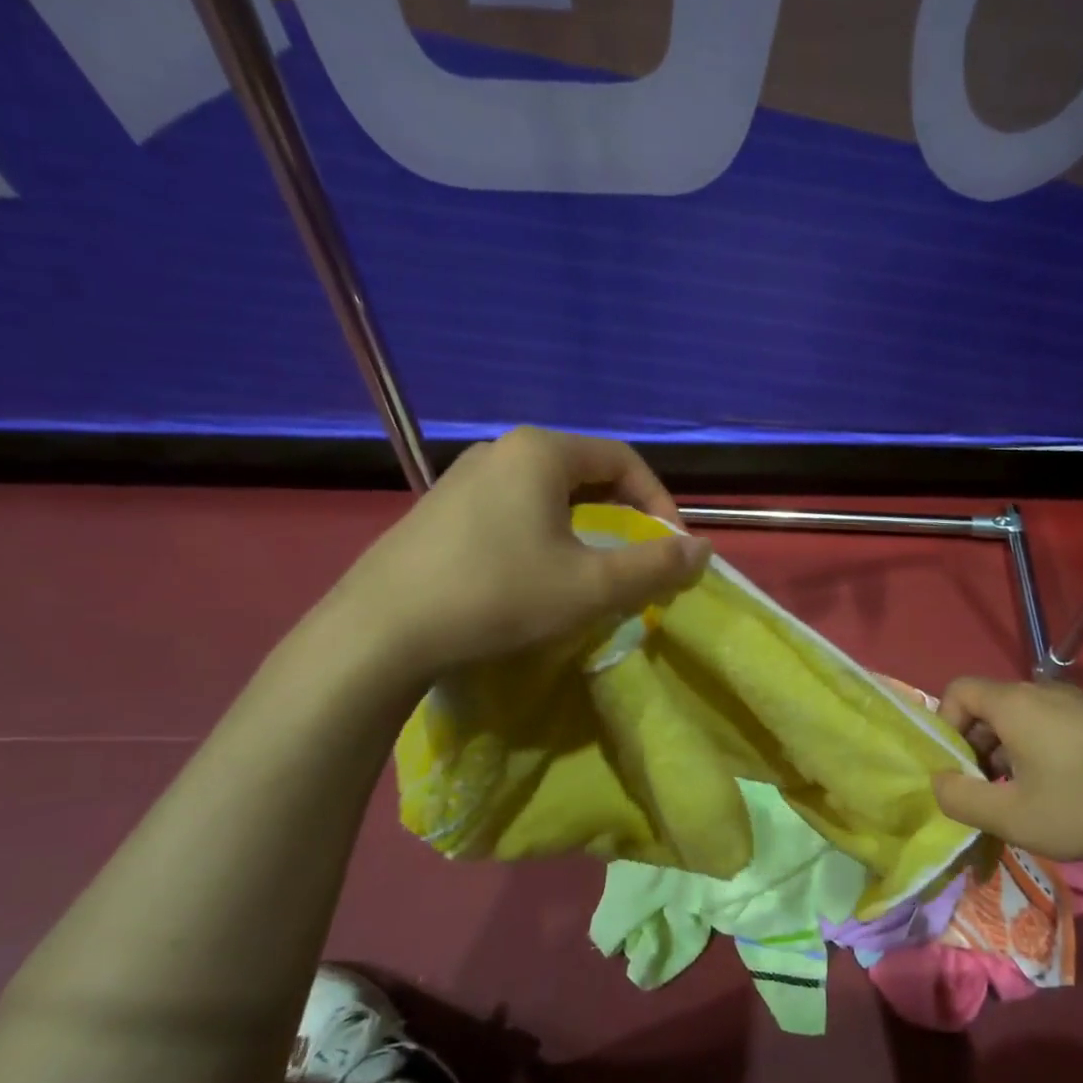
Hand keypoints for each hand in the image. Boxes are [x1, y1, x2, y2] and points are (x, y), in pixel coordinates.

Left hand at [331, 427, 710, 677]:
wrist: (380, 632)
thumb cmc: (497, 597)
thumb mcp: (590, 587)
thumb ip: (654, 566)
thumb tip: (702, 551)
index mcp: (541, 452)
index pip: (624, 460)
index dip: (660, 503)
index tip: (671, 550)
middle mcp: (502, 450)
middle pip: (586, 472)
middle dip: (623, 514)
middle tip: (638, 559)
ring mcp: (464, 478)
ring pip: (548, 493)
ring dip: (585, 526)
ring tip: (592, 569)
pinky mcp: (441, 509)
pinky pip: (512, 508)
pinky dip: (544, 533)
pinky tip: (535, 573)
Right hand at [929, 677, 1082, 867]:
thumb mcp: (1014, 816)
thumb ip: (961, 800)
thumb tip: (937, 782)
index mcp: (1014, 703)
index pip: (957, 691)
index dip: (944, 726)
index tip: (956, 770)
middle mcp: (1044, 691)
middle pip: (989, 706)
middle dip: (975, 747)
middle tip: (985, 792)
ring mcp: (1080, 703)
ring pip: (1022, 719)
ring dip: (1008, 754)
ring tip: (1023, 799)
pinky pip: (1053, 726)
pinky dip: (1040, 752)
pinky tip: (1062, 793)